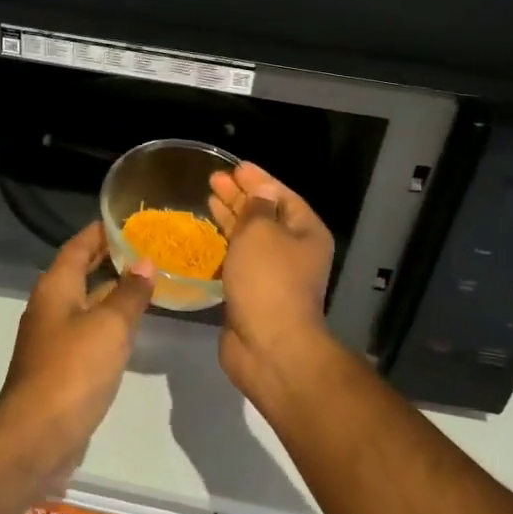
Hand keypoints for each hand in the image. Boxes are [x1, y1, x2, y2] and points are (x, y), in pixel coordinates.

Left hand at [0, 224, 154, 483]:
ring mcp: (53, 338)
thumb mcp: (110, 325)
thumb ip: (129, 293)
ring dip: (110, 291)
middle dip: (107, 259)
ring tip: (145, 282)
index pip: (77, 247)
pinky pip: (88, 331)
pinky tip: (131, 327)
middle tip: (144, 248)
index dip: (99, 232)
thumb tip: (146, 262)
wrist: (38, 435)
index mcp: (56, 288)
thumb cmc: (73, 370)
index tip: (124, 220)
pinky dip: (108, 321)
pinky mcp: (61, 367)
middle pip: (79, 272)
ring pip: (85, 302)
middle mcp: (50, 307)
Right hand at [208, 162, 337, 387]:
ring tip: (208, 200)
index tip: (233, 167)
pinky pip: (238, 261)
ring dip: (230, 219)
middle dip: (240, 196)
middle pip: (266, 215)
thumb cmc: (268, 280)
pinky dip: (223, 247)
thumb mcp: (261, 232)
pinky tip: (206, 237)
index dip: (258, 179)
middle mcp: (294, 251)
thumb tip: (258, 193)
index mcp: (306, 232)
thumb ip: (256, 208)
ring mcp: (273, 274)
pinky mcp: (252, 294)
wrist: (269, 346)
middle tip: (213, 180)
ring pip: (250, 238)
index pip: (282, 195)